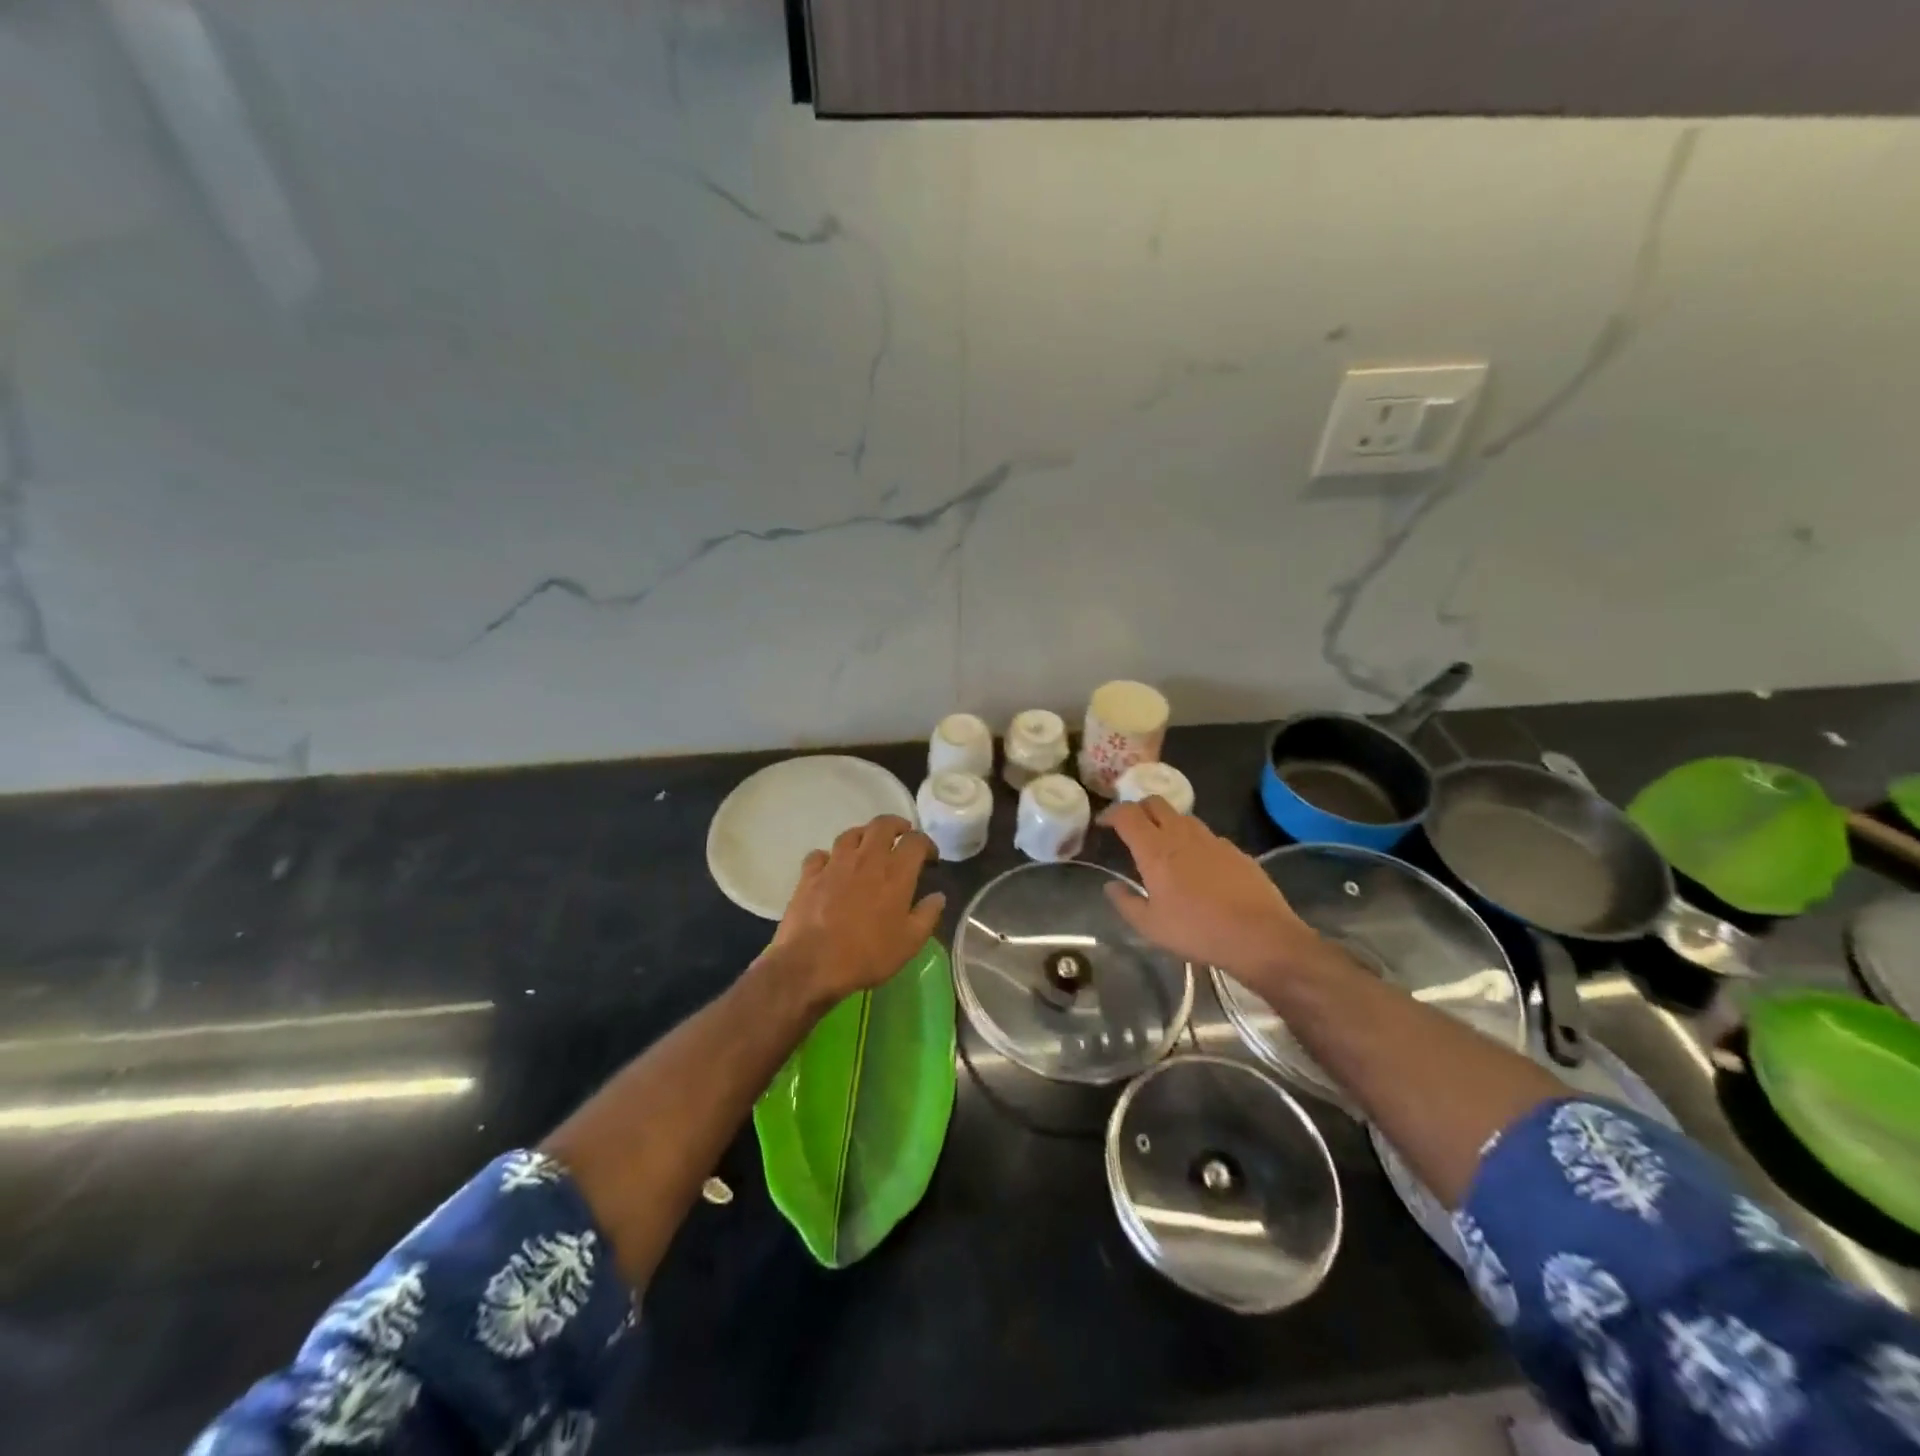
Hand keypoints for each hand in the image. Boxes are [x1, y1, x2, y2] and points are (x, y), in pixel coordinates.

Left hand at [766, 815, 945, 1005]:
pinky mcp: (810, 875)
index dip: (927, 843)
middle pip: (882, 824)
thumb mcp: (909, 943)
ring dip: (864, 835)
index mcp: (895, 873)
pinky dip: (829, 856)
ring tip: (868, 846)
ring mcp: (835, 864)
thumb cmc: (867, 955)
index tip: (930, 858)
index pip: (916, 841)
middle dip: (896, 825)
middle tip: (902, 837)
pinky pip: (820, 854)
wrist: (811, 964)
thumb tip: (938, 896)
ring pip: (851, 834)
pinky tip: (831, 867)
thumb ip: (927, 915)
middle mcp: (866, 859)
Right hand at [1101, 798, 1323, 985]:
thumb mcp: (1151, 927)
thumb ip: (1126, 902)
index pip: (1127, 814)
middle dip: (1139, 809)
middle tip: (1132, 828)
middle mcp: (1181, 835)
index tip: (1104, 824)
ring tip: (1164, 846)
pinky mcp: (1235, 850)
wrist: (1260, 935)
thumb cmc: (1197, 931)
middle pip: (1155, 803)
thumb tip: (1111, 886)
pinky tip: (1198, 866)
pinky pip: (1206, 836)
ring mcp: (1212, 839)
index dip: (1111, 813)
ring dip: (1167, 823)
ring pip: (1182, 816)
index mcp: (1155, 850)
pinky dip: (1194, 841)